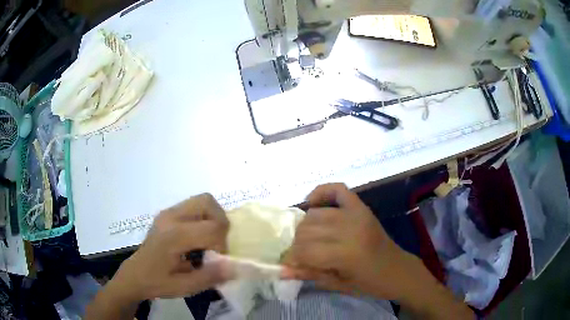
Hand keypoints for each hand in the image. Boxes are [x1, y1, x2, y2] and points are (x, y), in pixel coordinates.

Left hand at [111, 193, 230, 300]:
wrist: (134, 275)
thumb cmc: (157, 282)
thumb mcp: (184, 287)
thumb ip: (210, 276)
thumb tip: (235, 266)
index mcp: (173, 235)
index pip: (212, 227)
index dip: (222, 245)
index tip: (216, 261)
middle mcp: (170, 217)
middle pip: (207, 202)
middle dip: (220, 223)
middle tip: (216, 244)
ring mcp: (168, 212)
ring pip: (202, 201)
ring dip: (213, 219)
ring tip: (208, 241)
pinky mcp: (167, 214)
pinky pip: (194, 207)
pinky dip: (204, 219)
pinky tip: (197, 239)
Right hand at [285, 183, 418, 300]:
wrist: (397, 270)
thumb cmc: (369, 283)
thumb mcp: (338, 284)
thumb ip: (309, 274)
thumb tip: (281, 270)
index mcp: (346, 254)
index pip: (305, 251)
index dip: (292, 258)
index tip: (288, 264)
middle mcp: (350, 229)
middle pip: (307, 230)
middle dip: (297, 244)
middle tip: (300, 254)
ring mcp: (357, 214)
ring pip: (315, 214)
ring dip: (305, 226)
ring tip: (309, 238)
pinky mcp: (361, 207)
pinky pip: (337, 189)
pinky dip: (321, 192)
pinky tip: (313, 203)